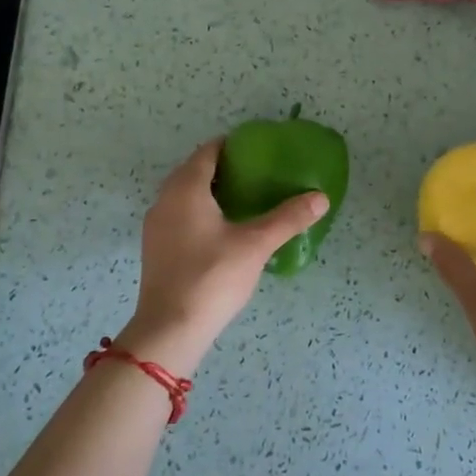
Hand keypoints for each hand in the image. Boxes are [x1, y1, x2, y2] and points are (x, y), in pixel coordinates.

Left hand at [121, 139, 328, 374]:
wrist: (170, 329)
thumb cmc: (212, 277)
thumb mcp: (255, 245)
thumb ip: (288, 218)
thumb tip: (321, 198)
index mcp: (186, 189)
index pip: (207, 152)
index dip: (231, 146)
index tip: (257, 150)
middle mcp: (165, 200)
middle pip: (193, 171)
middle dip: (222, 168)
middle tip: (255, 174)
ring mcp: (155, 226)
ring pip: (183, 195)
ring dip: (208, 191)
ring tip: (242, 200)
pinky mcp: (155, 248)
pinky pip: (177, 215)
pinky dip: (198, 212)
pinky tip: (221, 230)